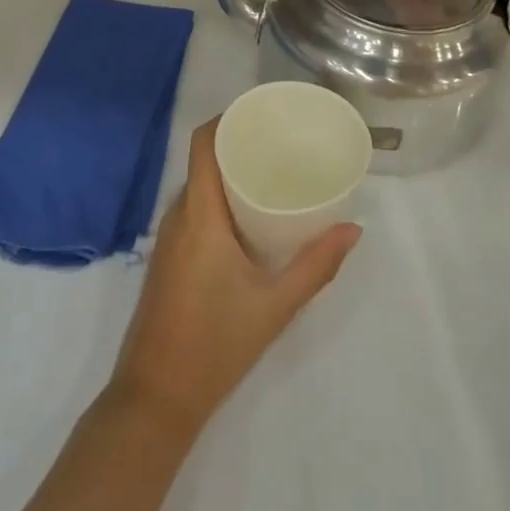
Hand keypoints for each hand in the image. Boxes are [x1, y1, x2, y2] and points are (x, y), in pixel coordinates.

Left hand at [108, 119, 360, 435]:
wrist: (156, 397)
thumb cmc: (216, 343)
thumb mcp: (275, 305)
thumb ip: (316, 266)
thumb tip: (353, 229)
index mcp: (199, 214)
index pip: (203, 143)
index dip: (228, 118)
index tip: (263, 113)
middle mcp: (177, 215)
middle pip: (204, 161)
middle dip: (238, 145)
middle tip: (282, 144)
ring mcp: (167, 238)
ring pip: (199, 187)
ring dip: (229, 174)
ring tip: (272, 174)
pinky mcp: (167, 258)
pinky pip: (193, 210)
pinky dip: (219, 199)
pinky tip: (248, 217)